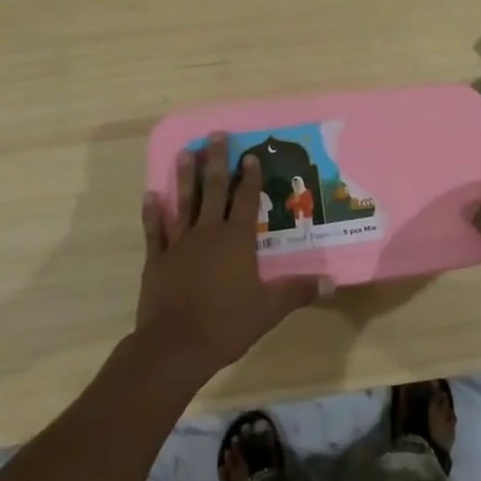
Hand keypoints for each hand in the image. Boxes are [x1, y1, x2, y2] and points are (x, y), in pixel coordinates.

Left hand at [135, 135, 319, 382]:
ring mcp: (180, 244)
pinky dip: (152, 212)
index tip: (250, 155)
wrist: (175, 346)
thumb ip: (297, 292)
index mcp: (237, 240)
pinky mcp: (157, 260)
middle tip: (215, 135)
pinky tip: (150, 195)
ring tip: (185, 151)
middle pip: (213, 190)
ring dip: (184, 176)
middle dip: (216, 161)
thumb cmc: (226, 325)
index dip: (249, 177)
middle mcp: (208, 233)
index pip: (246, 200)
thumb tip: (331, 283)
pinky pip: (155, 230)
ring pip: (183, 202)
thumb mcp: (268, 310)